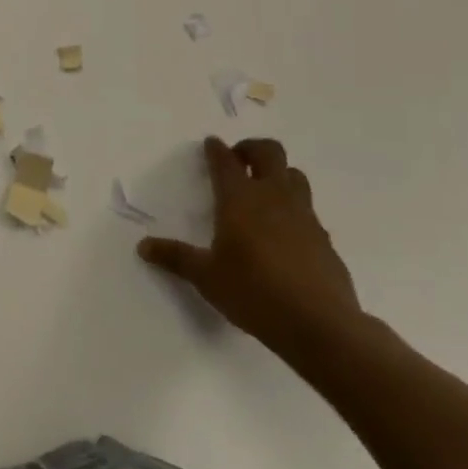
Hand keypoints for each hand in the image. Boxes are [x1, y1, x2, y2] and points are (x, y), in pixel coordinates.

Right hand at [138, 137, 362, 356]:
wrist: (320, 325)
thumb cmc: (253, 292)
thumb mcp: (205, 277)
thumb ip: (175, 257)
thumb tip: (143, 247)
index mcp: (240, 199)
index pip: (225, 161)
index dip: (216, 149)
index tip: (211, 143)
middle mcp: (273, 197)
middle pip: (269, 152)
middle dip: (252, 149)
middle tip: (238, 161)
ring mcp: (304, 216)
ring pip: (295, 176)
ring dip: (278, 174)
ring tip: (263, 192)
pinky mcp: (325, 239)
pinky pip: (308, 210)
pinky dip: (294, 209)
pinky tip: (285, 234)